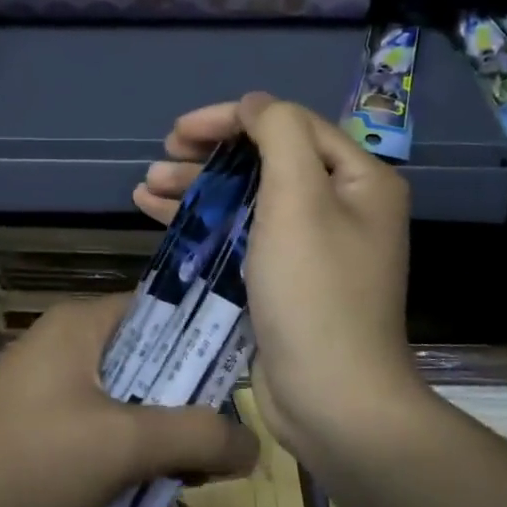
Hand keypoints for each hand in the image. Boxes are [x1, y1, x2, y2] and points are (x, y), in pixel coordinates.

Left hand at [0, 295, 259, 506]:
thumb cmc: (30, 458)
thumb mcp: (124, 445)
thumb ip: (195, 437)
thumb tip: (253, 444)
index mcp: (85, 323)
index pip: (163, 312)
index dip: (204, 344)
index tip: (238, 388)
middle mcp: (67, 345)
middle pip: (147, 367)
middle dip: (180, 414)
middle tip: (209, 458)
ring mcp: (48, 389)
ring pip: (123, 410)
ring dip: (151, 450)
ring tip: (175, 494)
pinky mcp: (35, 430)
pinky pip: (94, 438)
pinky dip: (117, 468)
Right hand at [134, 93, 419, 454]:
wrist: (332, 402)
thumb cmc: (314, 292)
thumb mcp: (298, 199)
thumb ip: (279, 134)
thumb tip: (256, 104)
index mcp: (359, 179)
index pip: (289, 125)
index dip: (232, 119)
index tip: (181, 130)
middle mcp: (341, 205)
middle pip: (266, 158)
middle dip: (210, 152)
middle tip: (164, 152)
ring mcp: (312, 244)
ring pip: (247, 196)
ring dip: (197, 185)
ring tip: (147, 184)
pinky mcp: (284, 277)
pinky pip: (241, 232)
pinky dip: (203, 220)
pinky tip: (156, 212)